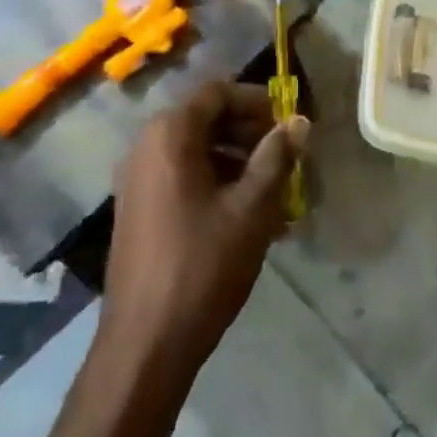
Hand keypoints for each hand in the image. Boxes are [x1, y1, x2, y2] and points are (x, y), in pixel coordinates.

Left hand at [98, 81, 306, 386]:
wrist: (145, 343)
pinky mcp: (138, 208)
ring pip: (197, 151)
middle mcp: (147, 145)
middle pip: (206, 119)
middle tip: (287, 159)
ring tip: (276, 195)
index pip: (218, 93)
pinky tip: (247, 218)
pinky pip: (182, 178)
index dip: (257, 102)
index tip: (289, 123)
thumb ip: (276, 158)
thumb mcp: (251, 209)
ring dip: (238, 163)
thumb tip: (299, 122)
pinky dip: (216, 185)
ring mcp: (137, 178)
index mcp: (170, 134)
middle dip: (250, 134)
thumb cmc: (203, 265)